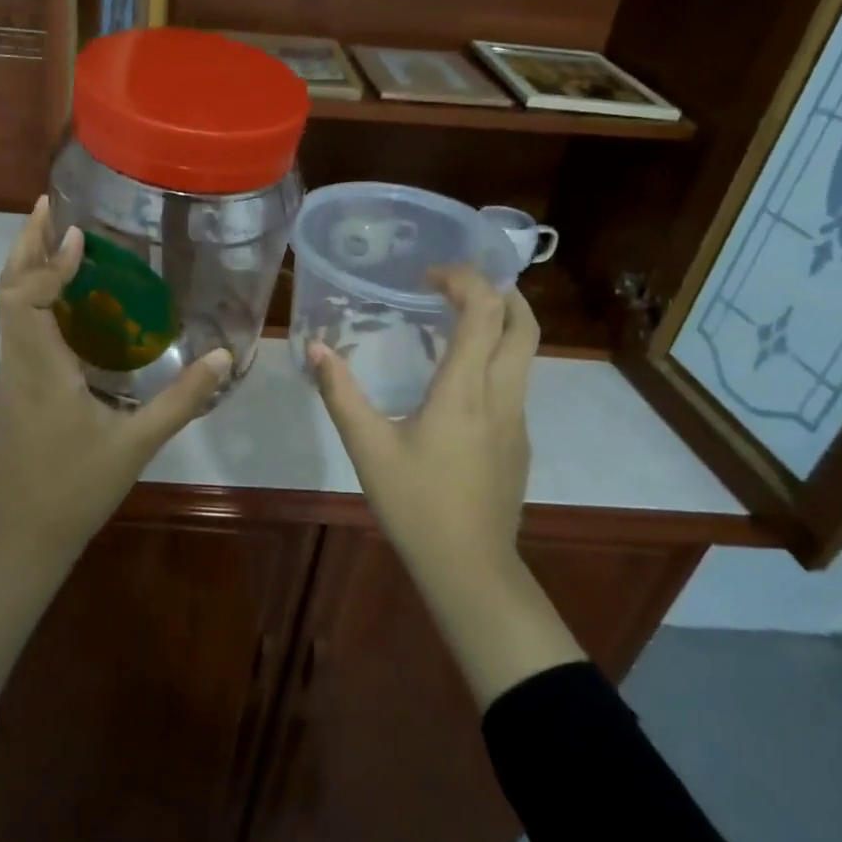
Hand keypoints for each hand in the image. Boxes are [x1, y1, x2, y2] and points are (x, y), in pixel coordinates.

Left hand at [0, 196, 230, 554]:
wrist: (22, 537)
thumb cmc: (75, 490)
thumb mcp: (136, 445)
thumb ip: (181, 400)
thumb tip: (224, 356)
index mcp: (39, 370)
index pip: (24, 298)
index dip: (47, 262)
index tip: (79, 236)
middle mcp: (17, 364)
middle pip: (7, 290)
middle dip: (26, 245)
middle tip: (52, 207)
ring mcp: (10, 377)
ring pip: (9, 309)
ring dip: (28, 269)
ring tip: (60, 239)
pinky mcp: (14, 390)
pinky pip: (20, 329)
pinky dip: (35, 299)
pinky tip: (67, 301)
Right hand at [308, 266, 536, 572]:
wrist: (469, 567)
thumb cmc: (416, 504)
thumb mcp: (368, 447)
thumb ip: (341, 394)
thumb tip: (315, 348)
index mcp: (466, 390)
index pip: (485, 312)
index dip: (465, 280)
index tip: (430, 274)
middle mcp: (502, 395)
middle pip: (524, 324)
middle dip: (500, 290)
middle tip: (458, 283)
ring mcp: (517, 419)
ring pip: (526, 353)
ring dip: (502, 322)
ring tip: (459, 318)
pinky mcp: (519, 441)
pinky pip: (515, 382)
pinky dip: (496, 357)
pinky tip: (459, 379)